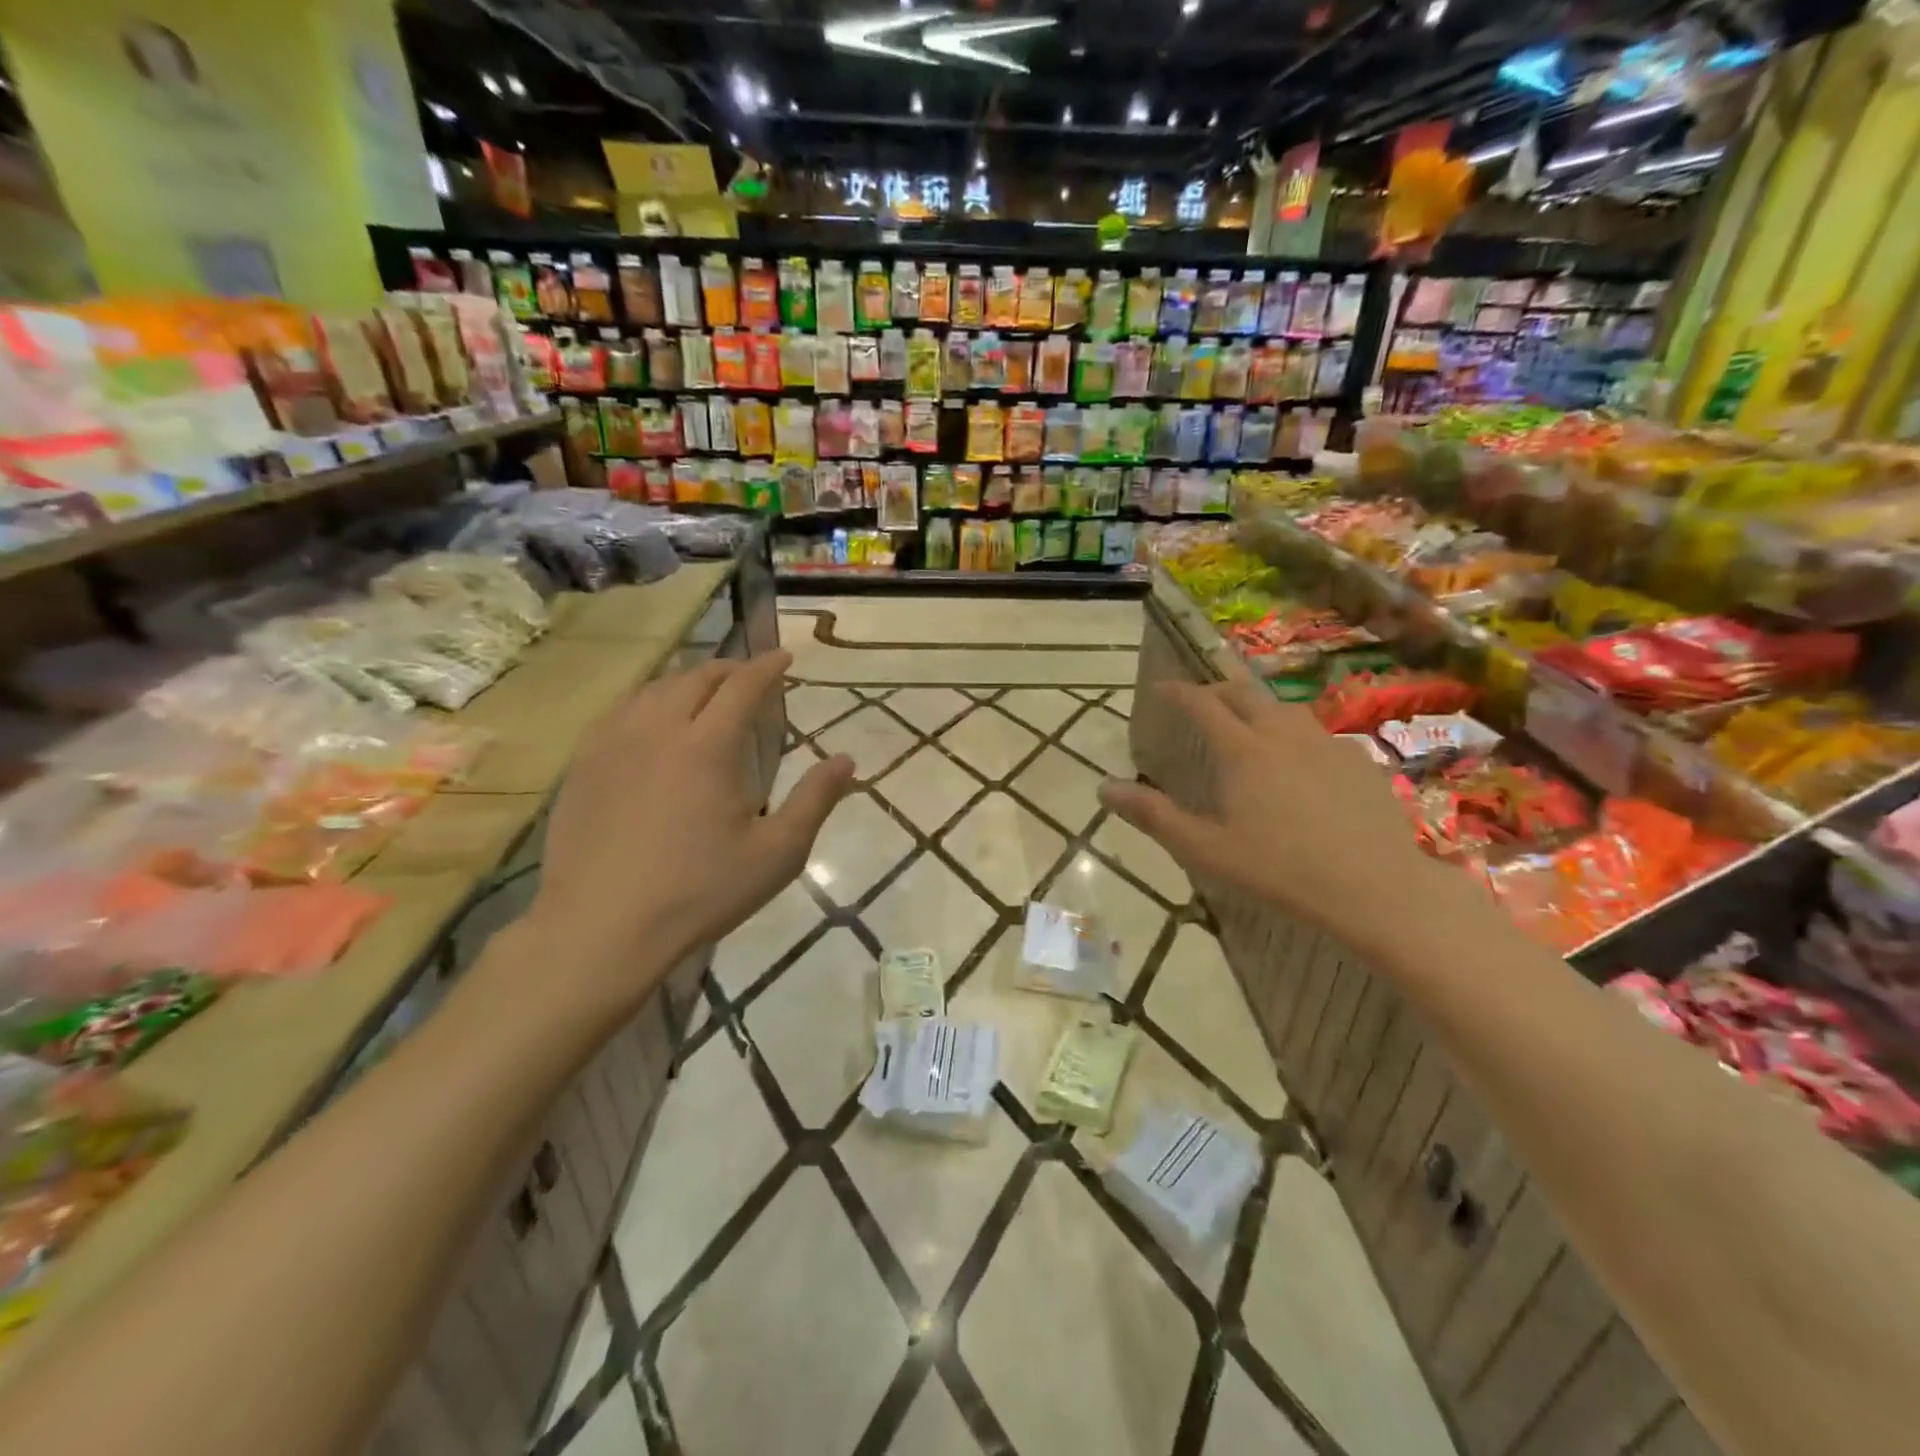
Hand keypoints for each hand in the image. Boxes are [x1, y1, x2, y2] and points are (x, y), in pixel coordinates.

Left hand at [524, 650, 851, 1018]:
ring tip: (703, 691)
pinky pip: (618, 713)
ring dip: (686, 681)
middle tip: (748, 675)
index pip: (742, 687)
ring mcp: (612, 746)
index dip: (766, 667)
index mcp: (707, 747)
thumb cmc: (699, 892)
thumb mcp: (776, 854)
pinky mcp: (583, 767)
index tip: (784, 656)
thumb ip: (815, 801)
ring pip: (652, 690)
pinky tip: (648, 720)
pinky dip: (646, 701)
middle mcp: (657, 731)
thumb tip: (847, 760)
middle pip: (695, 679)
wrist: (600, 928)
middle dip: (728, 669)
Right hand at [1099, 674, 1439, 951]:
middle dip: (1216, 689)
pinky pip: (1317, 734)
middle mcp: (1283, 734)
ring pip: (1284, 709)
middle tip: (1200, 700)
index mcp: (1242, 750)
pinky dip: (1294, 735)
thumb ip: (1153, 815)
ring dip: (1257, 708)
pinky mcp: (1359, 762)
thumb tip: (1104, 787)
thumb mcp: (1206, 849)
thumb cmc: (1281, 870)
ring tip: (1247, 726)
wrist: (1377, 889)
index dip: (1178, 691)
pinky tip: (1299, 763)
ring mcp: (1326, 744)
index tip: (1160, 687)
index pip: (1202, 704)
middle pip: (1245, 694)